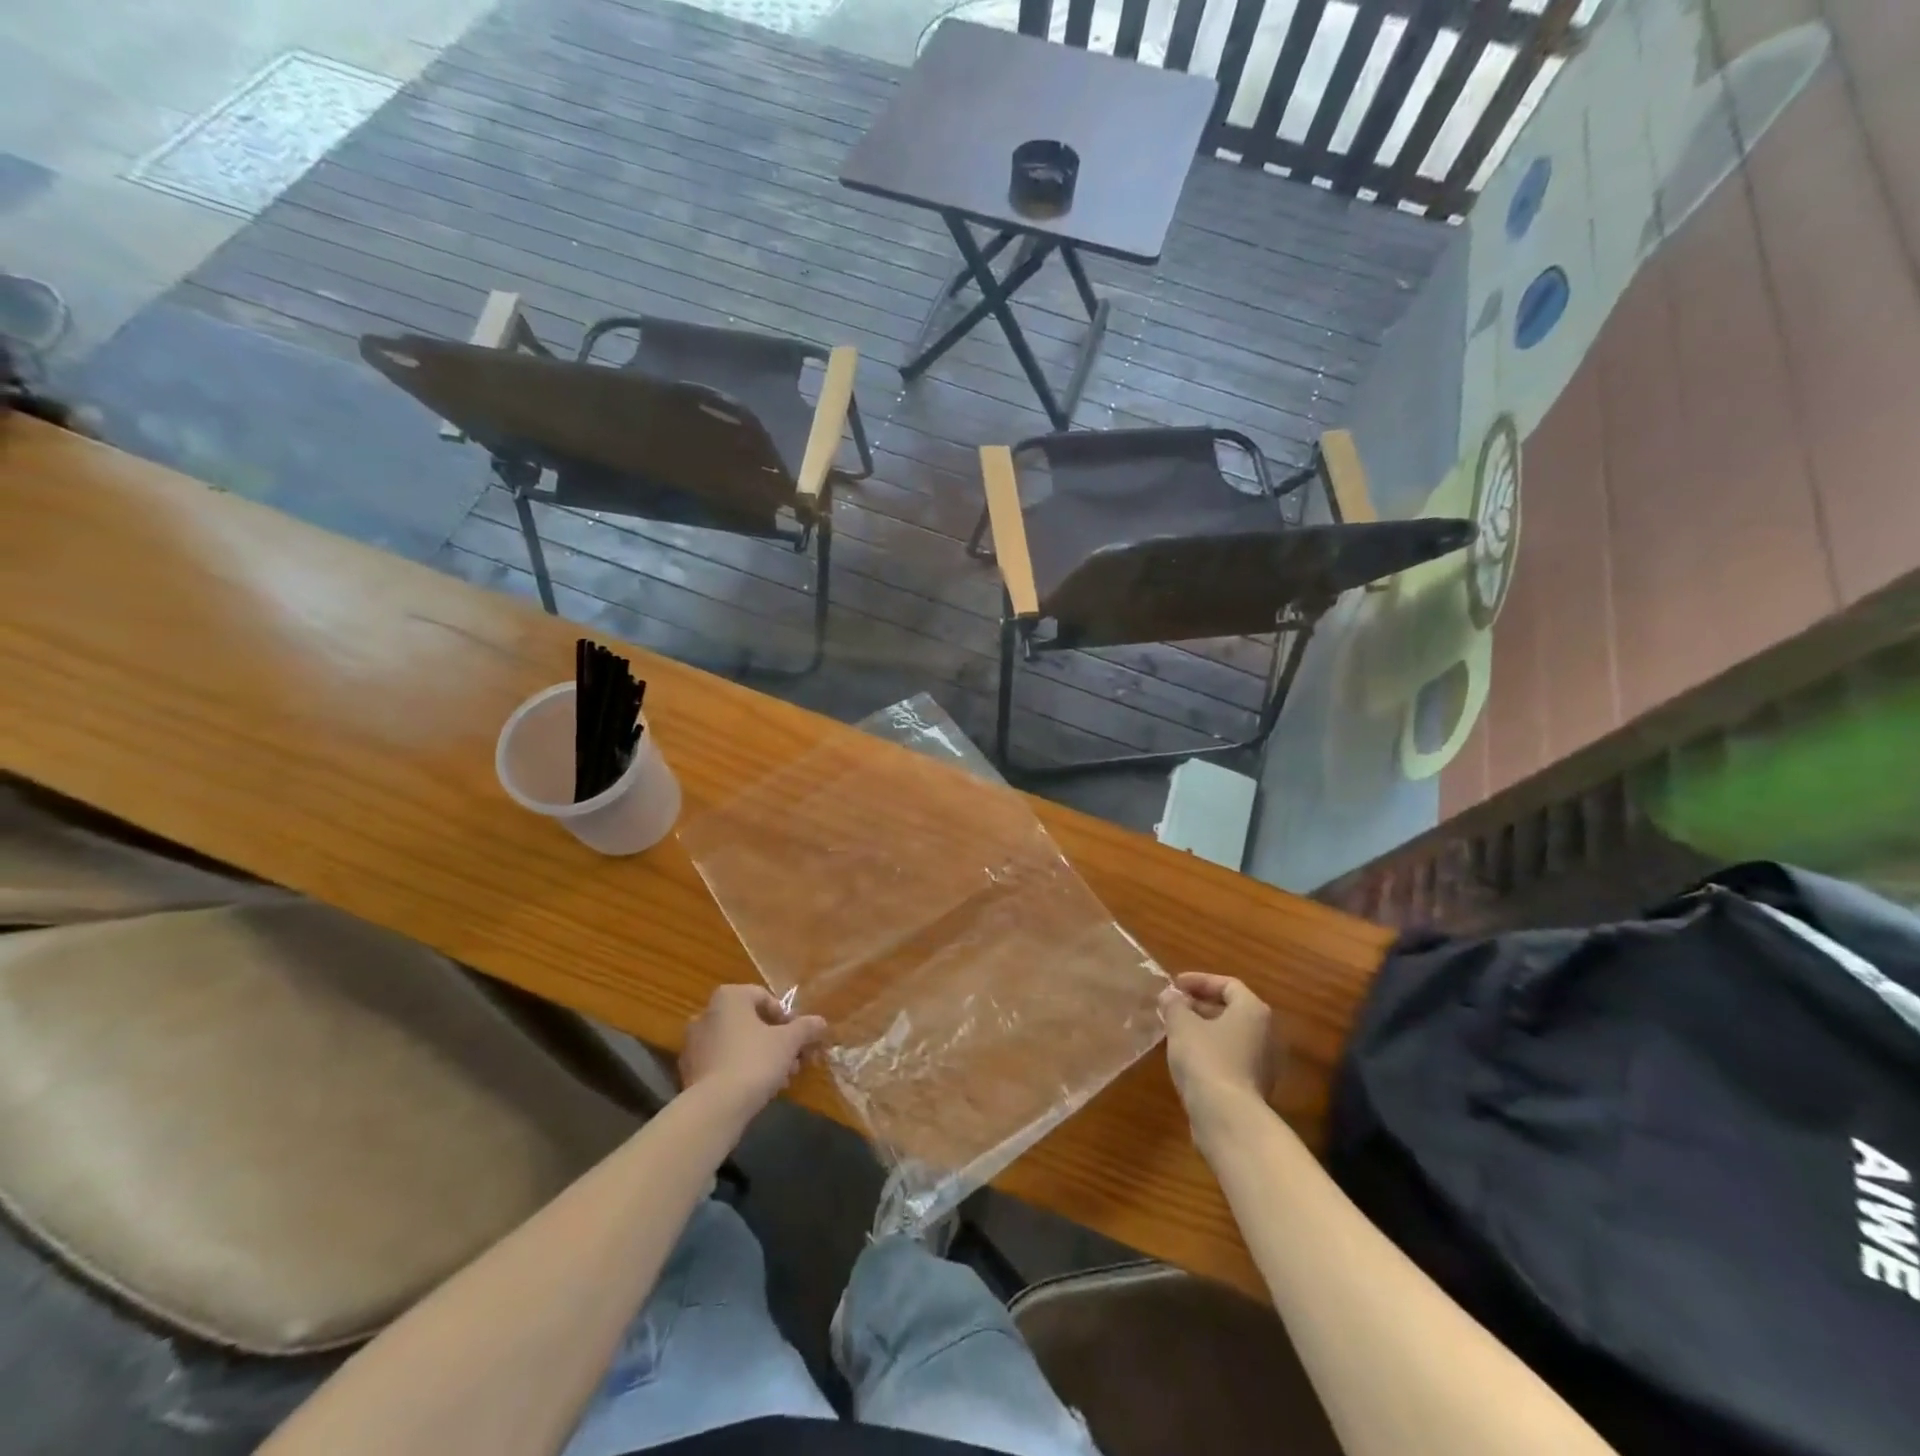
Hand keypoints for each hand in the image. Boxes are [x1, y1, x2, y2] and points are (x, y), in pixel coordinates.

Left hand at [679, 985, 827, 1117]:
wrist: (715, 1108)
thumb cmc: (755, 1061)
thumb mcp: (789, 1042)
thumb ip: (806, 1028)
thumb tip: (820, 1021)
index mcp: (729, 997)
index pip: (764, 997)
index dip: (786, 1017)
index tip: (799, 1038)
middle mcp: (706, 1013)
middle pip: (750, 1022)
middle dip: (775, 1041)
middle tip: (794, 1060)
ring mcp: (694, 1043)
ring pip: (737, 1044)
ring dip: (761, 1056)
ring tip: (781, 1079)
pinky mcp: (688, 1071)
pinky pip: (722, 1063)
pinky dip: (740, 1070)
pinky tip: (758, 1089)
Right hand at [1159, 973, 1277, 1121]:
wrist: (1227, 1117)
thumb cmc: (1206, 1059)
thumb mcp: (1182, 1024)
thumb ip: (1175, 1004)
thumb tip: (1171, 995)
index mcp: (1253, 1011)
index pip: (1228, 984)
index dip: (1199, 981)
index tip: (1174, 986)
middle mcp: (1266, 1034)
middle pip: (1232, 1010)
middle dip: (1200, 1005)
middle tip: (1173, 1007)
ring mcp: (1264, 1063)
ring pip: (1230, 1036)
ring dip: (1203, 1029)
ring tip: (1175, 1031)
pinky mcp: (1254, 1087)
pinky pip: (1231, 1058)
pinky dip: (1210, 1051)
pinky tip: (1187, 1059)